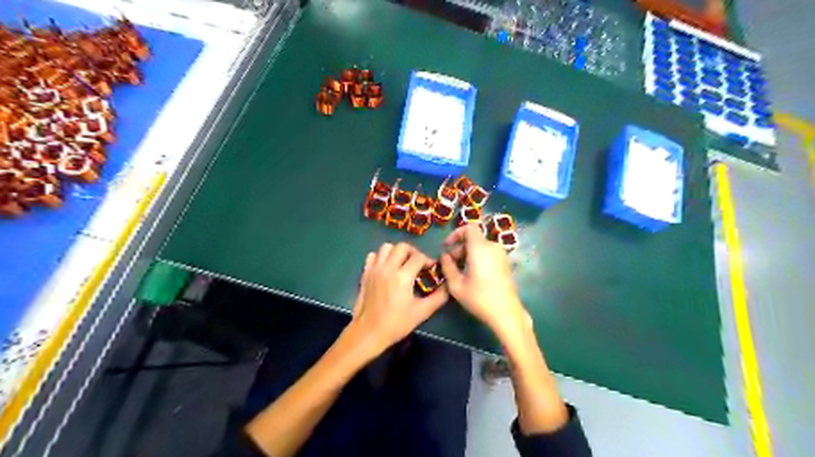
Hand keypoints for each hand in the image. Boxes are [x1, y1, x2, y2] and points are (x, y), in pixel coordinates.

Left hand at [346, 243, 448, 356]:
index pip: (419, 257)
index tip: (432, 269)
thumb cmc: (396, 323)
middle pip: (402, 247)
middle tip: (418, 264)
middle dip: (413, 252)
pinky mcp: (365, 273)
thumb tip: (447, 285)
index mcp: (403, 276)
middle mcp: (388, 267)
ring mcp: (374, 269)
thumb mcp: (422, 312)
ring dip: (397, 252)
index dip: (428, 260)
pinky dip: (381, 257)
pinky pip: (373, 255)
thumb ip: (438, 297)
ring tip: (402, 264)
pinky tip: (387, 268)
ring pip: (386, 247)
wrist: (369, 332)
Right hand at [439, 223, 529, 336]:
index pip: (469, 228)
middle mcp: (492, 247)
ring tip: (460, 272)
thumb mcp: (456, 285)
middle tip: (450, 264)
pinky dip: (478, 258)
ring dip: (468, 254)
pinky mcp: (505, 263)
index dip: (456, 234)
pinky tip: (473, 275)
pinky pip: (488, 254)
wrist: (506, 313)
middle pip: (473, 239)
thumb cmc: (479, 298)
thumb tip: (444, 256)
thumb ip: (447, 267)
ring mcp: (501, 255)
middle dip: (459, 248)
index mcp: (480, 248)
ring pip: (480, 247)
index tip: (447, 246)